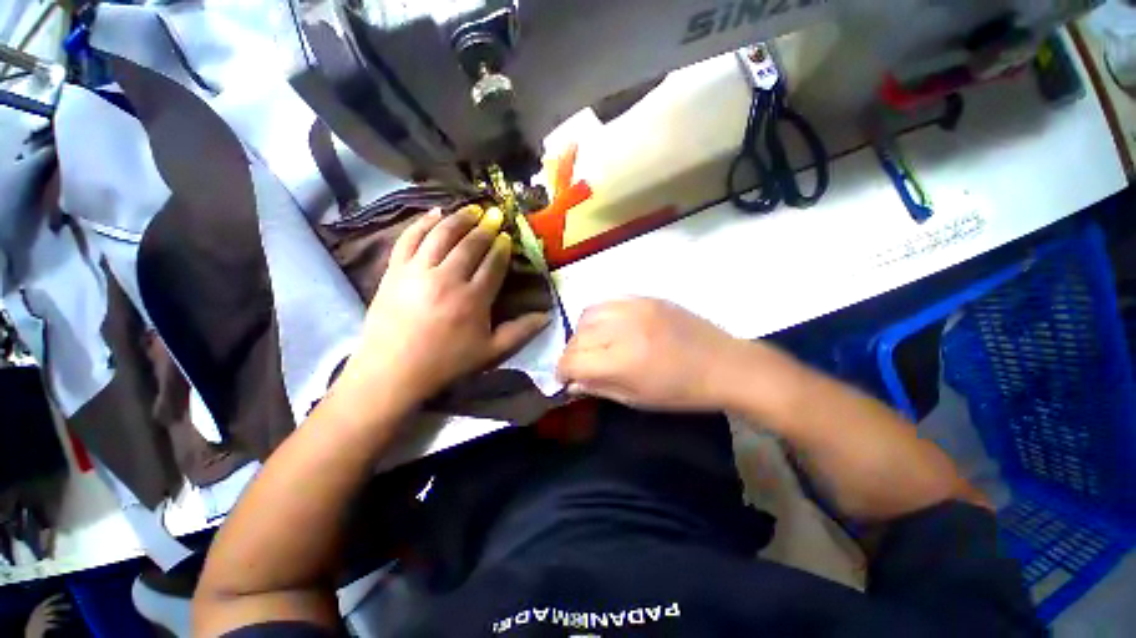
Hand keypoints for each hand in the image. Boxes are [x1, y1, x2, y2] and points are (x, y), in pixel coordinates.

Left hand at [342, 205, 549, 406]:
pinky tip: (434, 213)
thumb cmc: (446, 362)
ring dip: (459, 218)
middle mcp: (448, 278)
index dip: (501, 247)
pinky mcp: (395, 270)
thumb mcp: (491, 352)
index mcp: (474, 298)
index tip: (506, 237)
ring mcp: (418, 271)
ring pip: (442, 234)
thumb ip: (521, 332)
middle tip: (494, 215)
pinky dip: (423, 223)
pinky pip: (410, 238)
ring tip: (471, 208)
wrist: (392, 371)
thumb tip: (547, 317)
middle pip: (470, 244)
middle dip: (485, 227)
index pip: (492, 263)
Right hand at [557, 298, 751, 410]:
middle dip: (571, 355)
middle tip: (580, 365)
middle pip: (577, 337)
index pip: (573, 361)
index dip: (562, 372)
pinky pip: (607, 302)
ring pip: (586, 315)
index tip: (565, 379)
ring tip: (593, 345)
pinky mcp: (645, 297)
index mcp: (623, 360)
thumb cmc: (682, 392)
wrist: (724, 364)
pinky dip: (598, 316)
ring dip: (582, 333)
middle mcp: (623, 328)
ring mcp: (634, 307)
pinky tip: (607, 327)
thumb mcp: (637, 399)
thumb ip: (598, 388)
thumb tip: (571, 382)